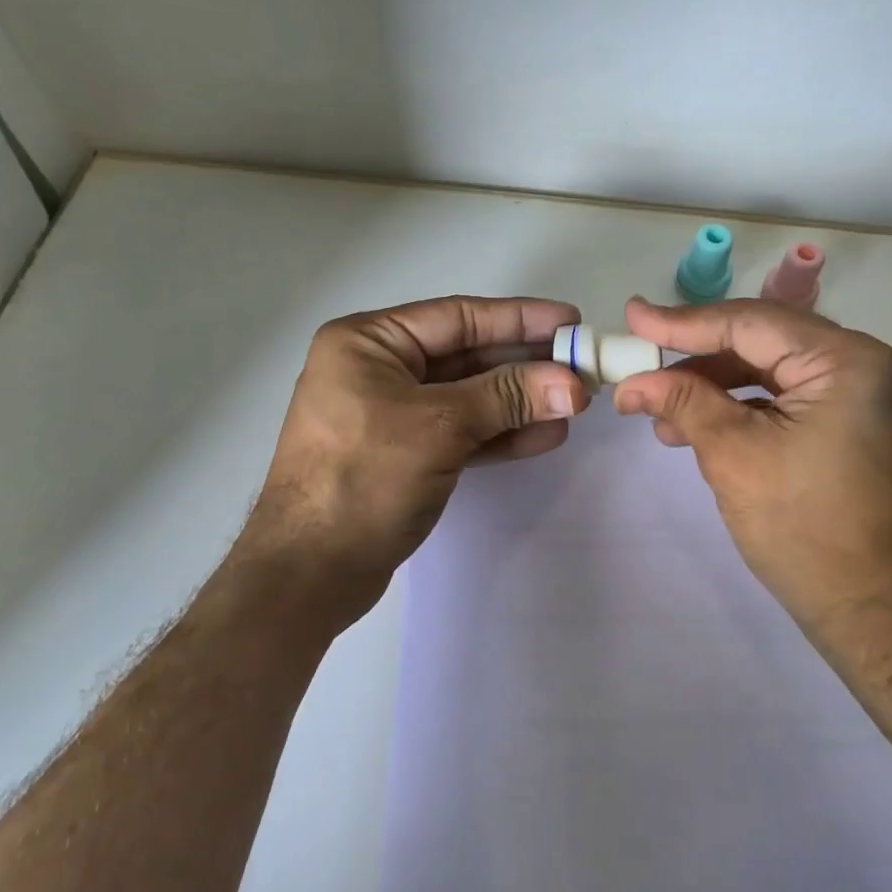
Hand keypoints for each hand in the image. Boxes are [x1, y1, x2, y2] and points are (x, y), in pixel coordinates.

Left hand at [242, 296, 589, 628]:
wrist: (309, 574)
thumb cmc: (364, 479)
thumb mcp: (440, 427)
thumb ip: (508, 397)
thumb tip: (574, 384)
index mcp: (368, 343)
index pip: (457, 317)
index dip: (519, 318)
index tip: (570, 321)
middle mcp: (377, 370)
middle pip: (466, 356)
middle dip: (525, 364)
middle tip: (581, 367)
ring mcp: (390, 415)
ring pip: (468, 397)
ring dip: (520, 401)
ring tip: (574, 404)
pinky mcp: (405, 455)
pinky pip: (461, 432)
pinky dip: (500, 433)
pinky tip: (545, 435)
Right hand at [611, 297, 891, 655]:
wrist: (881, 616)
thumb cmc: (806, 532)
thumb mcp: (734, 456)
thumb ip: (684, 402)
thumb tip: (633, 380)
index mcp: (850, 361)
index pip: (751, 323)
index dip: (684, 322)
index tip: (633, 317)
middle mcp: (872, 365)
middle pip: (767, 343)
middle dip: (700, 359)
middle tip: (644, 366)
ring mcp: (876, 397)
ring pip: (779, 373)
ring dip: (721, 387)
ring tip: (665, 415)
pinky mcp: (868, 427)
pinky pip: (799, 400)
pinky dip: (752, 409)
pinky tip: (708, 427)